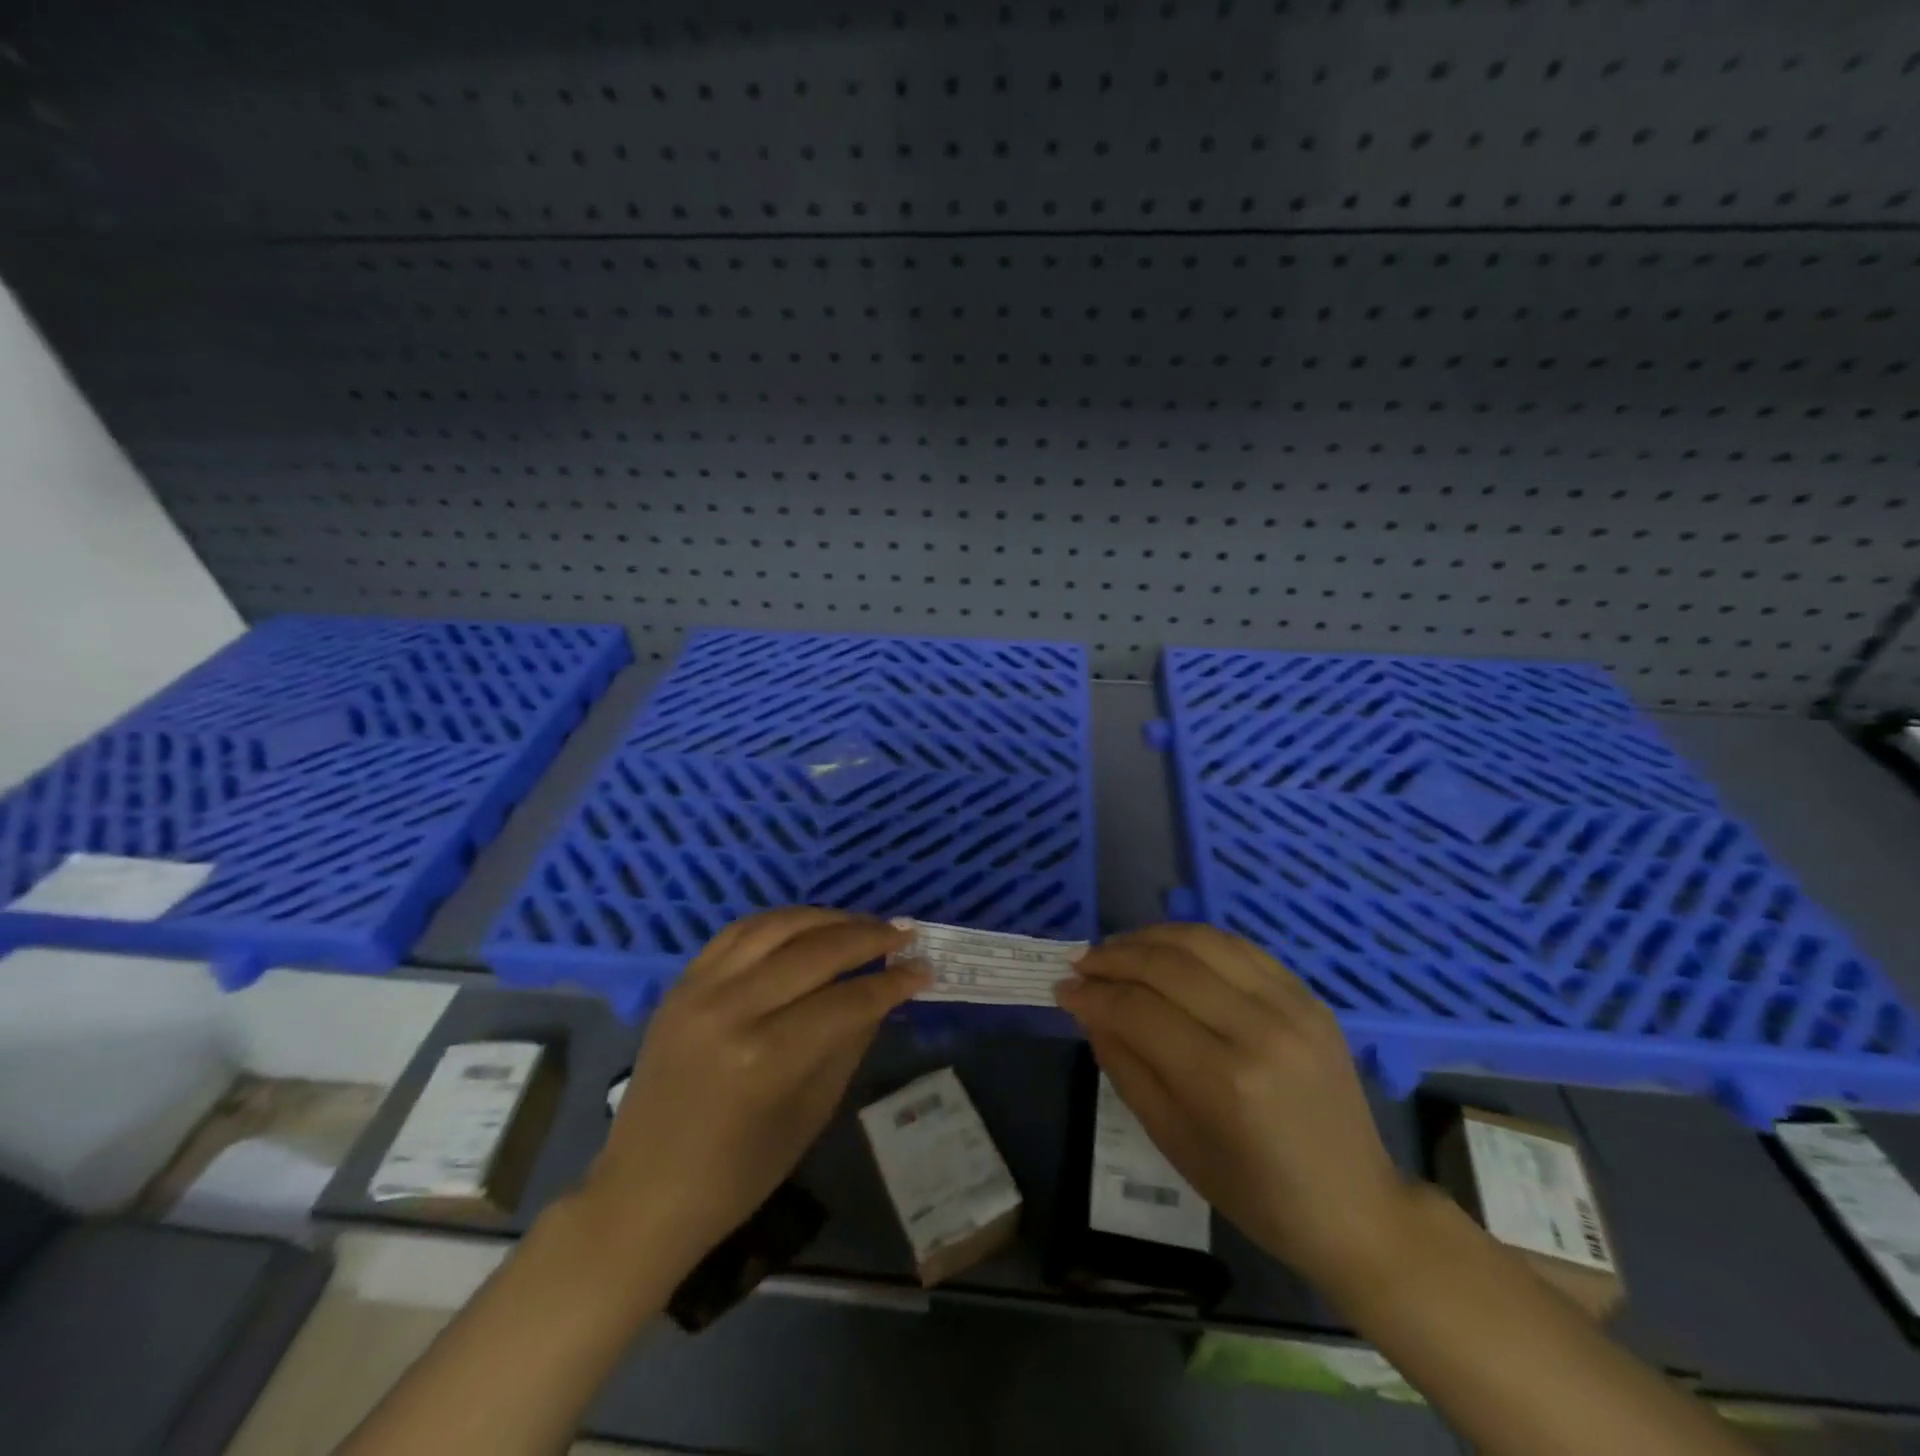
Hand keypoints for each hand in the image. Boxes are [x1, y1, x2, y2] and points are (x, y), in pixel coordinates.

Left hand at [584, 908, 928, 1272]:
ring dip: (827, 918)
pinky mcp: (681, 983)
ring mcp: (699, 989)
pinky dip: (779, 921)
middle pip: (815, 952)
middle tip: (904, 933)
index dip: (892, 983)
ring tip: (862, 922)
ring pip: (776, 926)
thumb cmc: (737, 1174)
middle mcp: (732, 1009)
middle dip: (868, 937)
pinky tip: (807, 925)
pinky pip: (738, 932)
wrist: (642, 1192)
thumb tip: (884, 994)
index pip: (846, 1000)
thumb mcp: (811, 1114)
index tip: (924, 968)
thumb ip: (849, 1042)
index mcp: (766, 1057)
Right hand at [1055, 923, 1417, 1288]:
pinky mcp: (1308, 995)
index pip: (1138, 1010)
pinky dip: (1193, 940)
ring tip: (1116, 950)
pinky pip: (1238, 946)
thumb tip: (1087, 1008)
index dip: (1092, 994)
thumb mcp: (1173, 1141)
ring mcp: (1291, 1005)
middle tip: (1081, 964)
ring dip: (1148, 937)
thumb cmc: (1256, 1192)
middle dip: (1112, 957)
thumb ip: (1125, 1065)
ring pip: (1201, 940)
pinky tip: (1166, 950)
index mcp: (1225, 1081)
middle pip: (1166, 964)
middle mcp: (1259, 1029)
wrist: (1356, 1206)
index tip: (1062, 989)